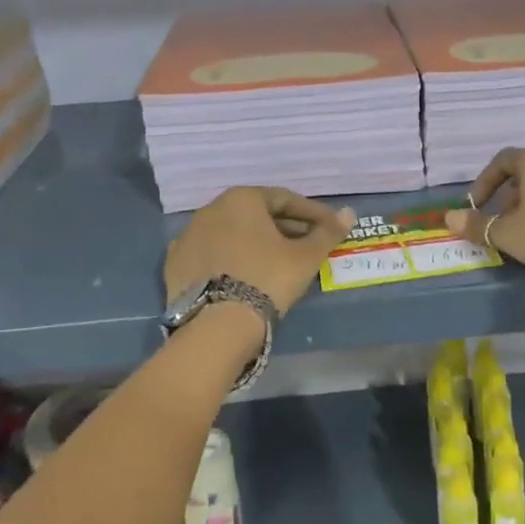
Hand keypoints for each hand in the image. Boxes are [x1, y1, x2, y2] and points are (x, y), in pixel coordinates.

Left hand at [165, 187, 356, 315]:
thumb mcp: (305, 257)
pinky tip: (243, 275)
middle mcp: (211, 209)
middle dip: (283, 228)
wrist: (217, 325)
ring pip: (232, 233)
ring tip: (276, 263)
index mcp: (242, 198)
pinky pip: (211, 254)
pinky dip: (230, 259)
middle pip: (256, 215)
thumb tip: (350, 214)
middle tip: (306, 246)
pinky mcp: (174, 264)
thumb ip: (327, 233)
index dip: (312, 214)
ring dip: (255, 243)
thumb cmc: (268, 279)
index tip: (329, 228)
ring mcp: (188, 236)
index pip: (285, 200)